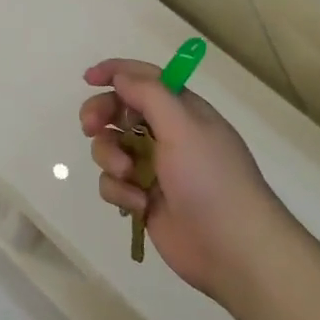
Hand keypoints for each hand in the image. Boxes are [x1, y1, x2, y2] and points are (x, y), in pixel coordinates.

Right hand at [79, 58, 297, 303]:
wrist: (231, 247)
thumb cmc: (210, 178)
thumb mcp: (183, 126)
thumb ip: (149, 94)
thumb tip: (121, 76)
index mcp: (183, 111)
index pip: (145, 78)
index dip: (116, 73)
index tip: (88, 78)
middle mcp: (167, 135)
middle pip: (120, 112)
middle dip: (101, 116)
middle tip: (90, 126)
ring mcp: (154, 169)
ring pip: (111, 149)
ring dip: (110, 158)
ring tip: (127, 175)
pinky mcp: (143, 199)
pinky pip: (114, 184)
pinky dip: (120, 192)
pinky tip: (138, 205)